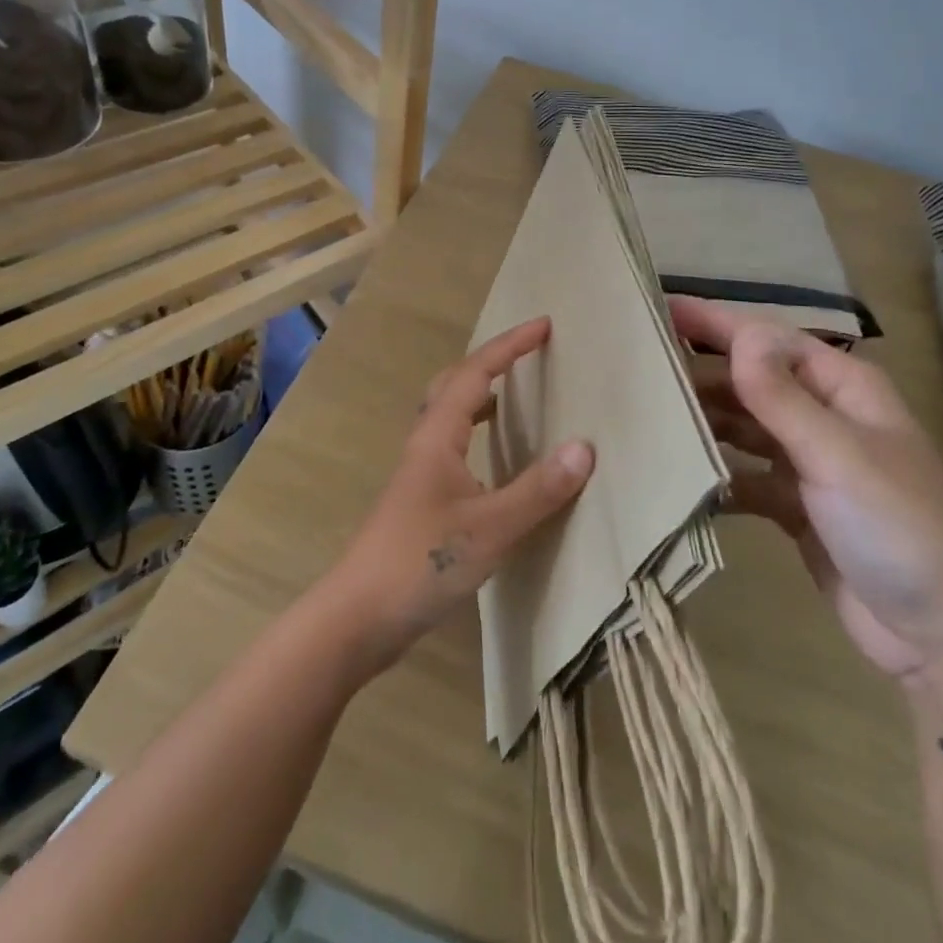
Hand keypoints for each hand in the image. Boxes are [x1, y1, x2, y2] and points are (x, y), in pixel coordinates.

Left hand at [323, 317, 593, 673]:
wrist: (358, 617)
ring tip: (514, 394)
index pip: (476, 373)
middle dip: (492, 362)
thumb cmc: (420, 563)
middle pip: (454, 384)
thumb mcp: (490, 528)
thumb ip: (538, 490)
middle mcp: (426, 444)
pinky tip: (493, 459)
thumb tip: (584, 447)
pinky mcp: (420, 500)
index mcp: (438, 436)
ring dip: (480, 395)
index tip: (544, 325)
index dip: (510, 346)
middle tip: (528, 354)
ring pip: (449, 415)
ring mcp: (419, 473)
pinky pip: (452, 446)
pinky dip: (476, 433)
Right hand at [672, 297, 942, 683]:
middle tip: (635, 366)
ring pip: (743, 426)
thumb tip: (741, 333)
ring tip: (644, 414)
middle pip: (751, 380)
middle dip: (700, 371)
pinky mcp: (796, 506)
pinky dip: (715, 474)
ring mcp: (809, 463)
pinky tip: (676, 475)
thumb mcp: (839, 457)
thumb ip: (783, 397)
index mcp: (844, 388)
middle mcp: (825, 416)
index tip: (657, 308)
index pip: (768, 339)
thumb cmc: (901, 530)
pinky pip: (744, 475)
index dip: (715, 322)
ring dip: (703, 420)